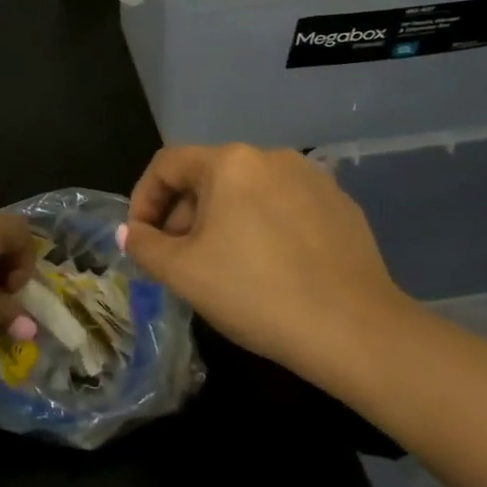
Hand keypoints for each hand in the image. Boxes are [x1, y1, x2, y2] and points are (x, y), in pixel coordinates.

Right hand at [121, 144, 413, 386]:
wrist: (356, 331)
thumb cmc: (256, 293)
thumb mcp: (184, 273)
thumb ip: (145, 246)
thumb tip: (131, 232)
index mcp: (229, 162)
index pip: (167, 165)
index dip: (144, 199)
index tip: (141, 238)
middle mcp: (270, 156)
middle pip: (208, 176)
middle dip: (183, 214)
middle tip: (179, 259)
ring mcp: (311, 178)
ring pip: (247, 191)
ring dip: (223, 220)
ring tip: (223, 265)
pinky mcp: (341, 205)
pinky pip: (284, 206)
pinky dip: (263, 227)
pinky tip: (270, 268)